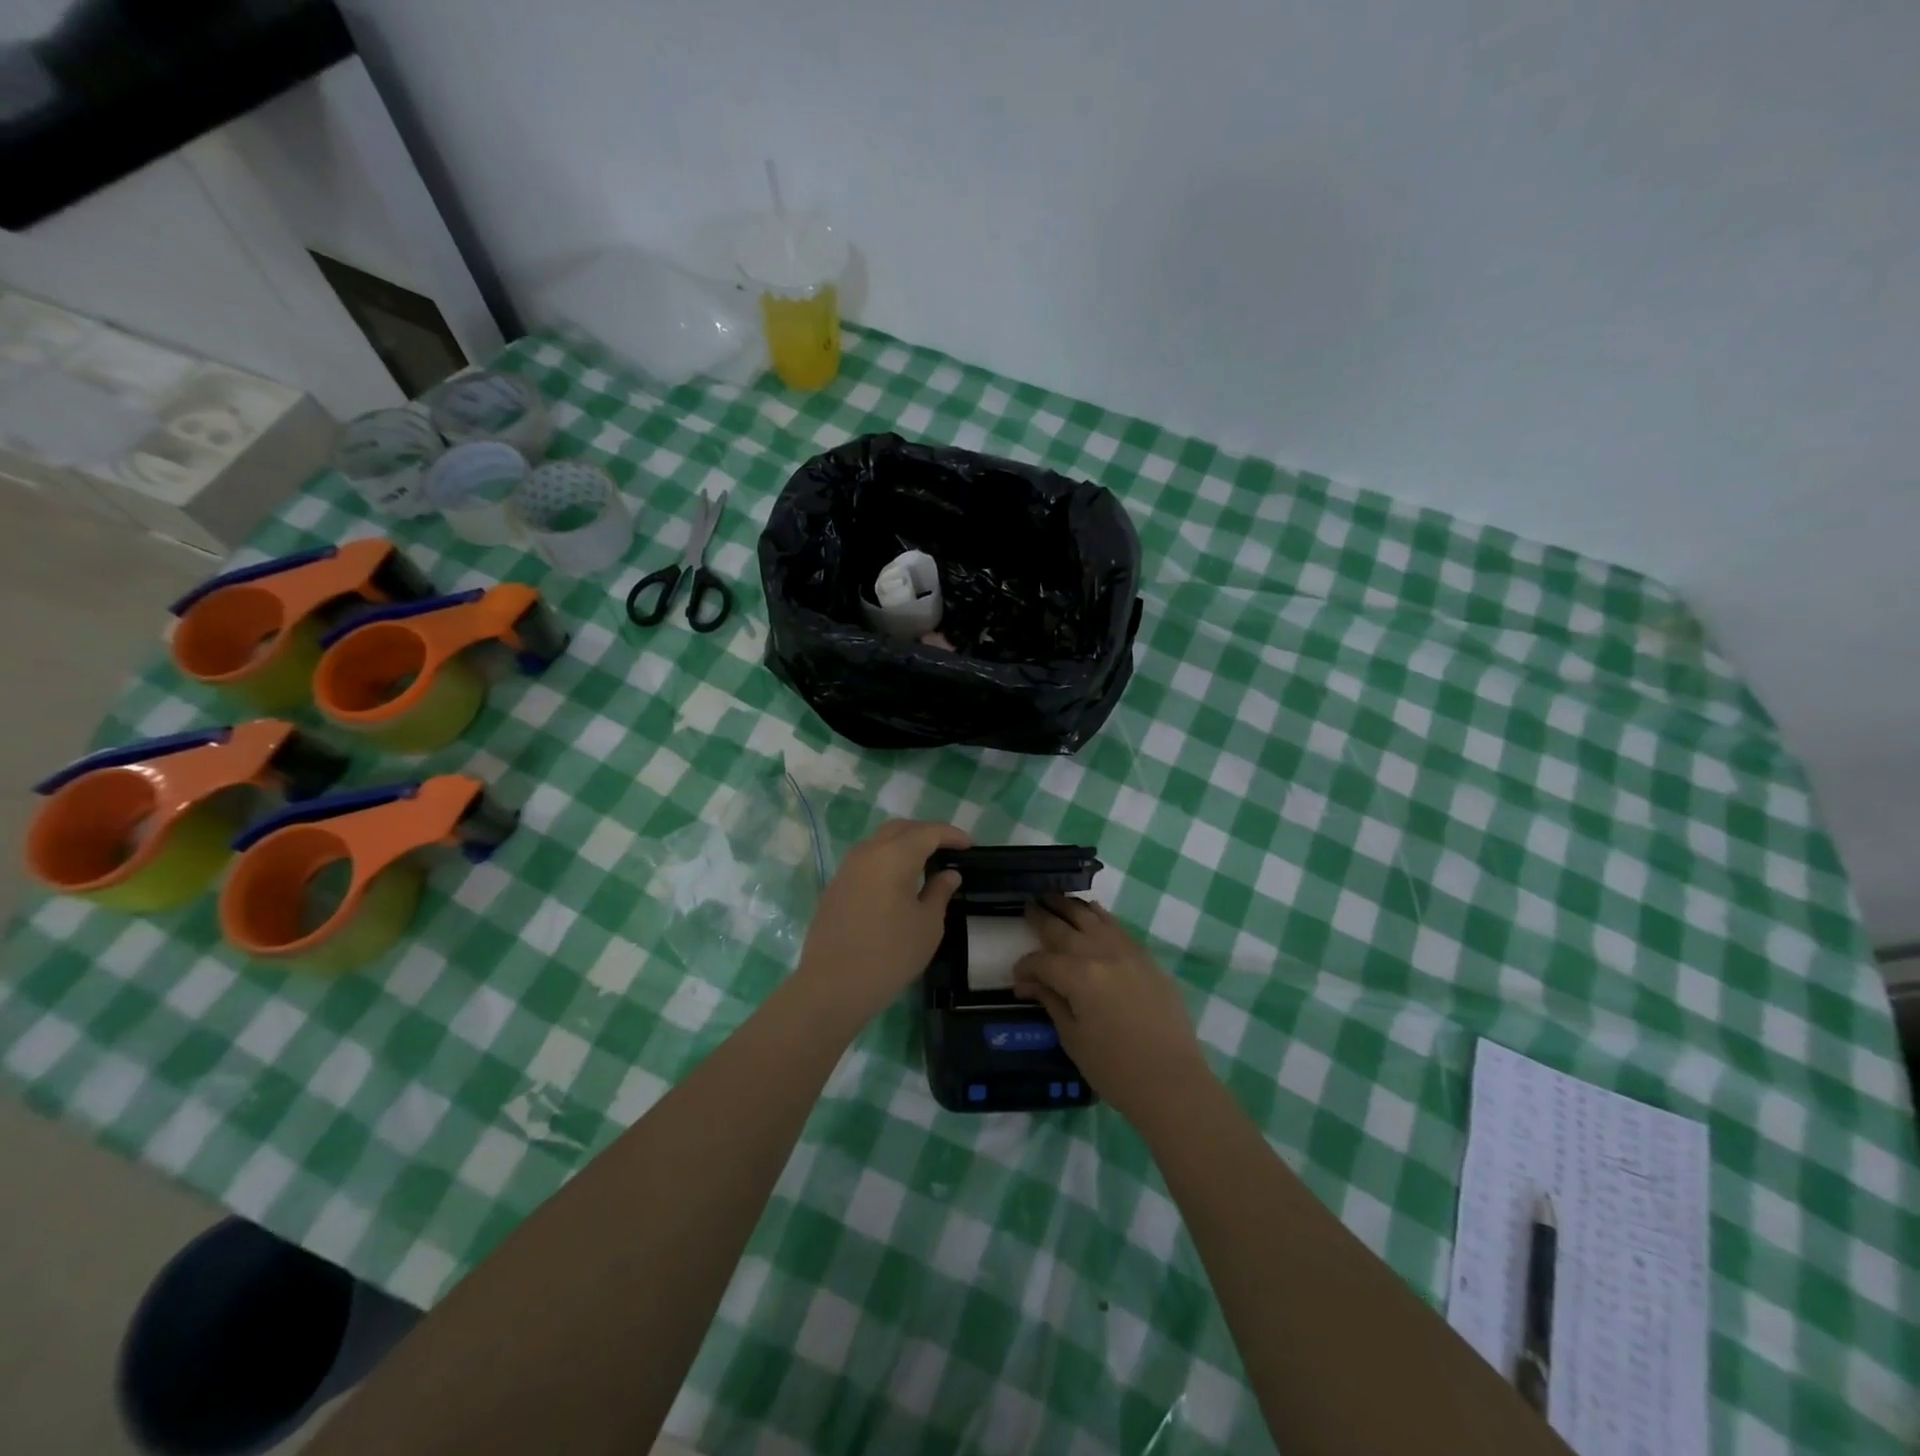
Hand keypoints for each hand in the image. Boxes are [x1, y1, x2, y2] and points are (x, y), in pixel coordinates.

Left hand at [793, 820, 968, 1024]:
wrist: (832, 986)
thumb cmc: (889, 955)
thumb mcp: (928, 925)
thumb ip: (940, 892)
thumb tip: (948, 874)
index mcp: (894, 856)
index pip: (928, 832)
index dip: (951, 835)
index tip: (970, 845)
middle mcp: (867, 852)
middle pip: (900, 829)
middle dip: (926, 833)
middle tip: (948, 849)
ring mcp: (847, 868)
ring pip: (879, 842)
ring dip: (903, 845)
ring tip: (924, 863)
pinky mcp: (835, 886)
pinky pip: (866, 861)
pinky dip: (886, 860)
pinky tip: (897, 882)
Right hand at [1012, 897, 1208, 1122]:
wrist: (1172, 1082)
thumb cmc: (1115, 1069)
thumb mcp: (1073, 1038)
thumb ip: (1050, 1001)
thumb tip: (1027, 983)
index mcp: (1079, 976)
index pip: (1042, 961)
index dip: (1025, 967)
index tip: (1017, 977)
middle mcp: (1102, 953)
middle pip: (1064, 928)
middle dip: (1042, 917)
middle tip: (1028, 906)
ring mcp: (1128, 952)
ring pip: (1092, 917)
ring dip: (1070, 906)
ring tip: (1054, 898)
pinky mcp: (1146, 958)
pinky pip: (1117, 926)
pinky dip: (1099, 916)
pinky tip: (1091, 912)